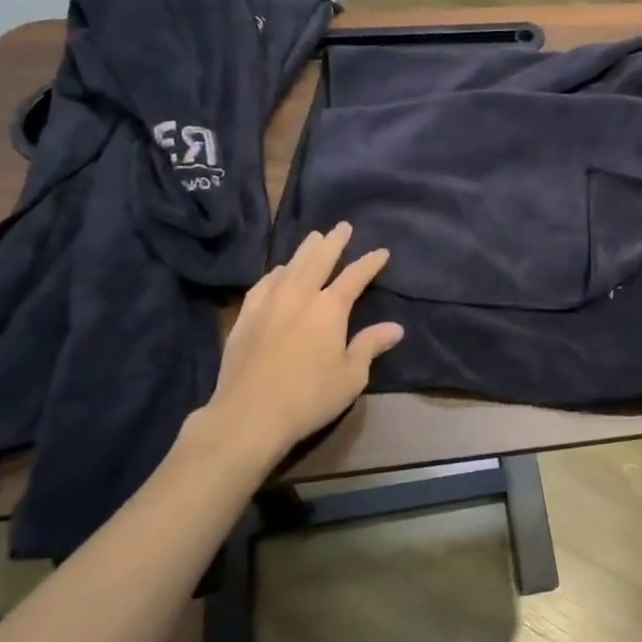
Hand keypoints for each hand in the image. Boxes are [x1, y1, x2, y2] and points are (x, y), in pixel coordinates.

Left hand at [189, 222, 404, 465]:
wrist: (249, 415)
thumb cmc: (309, 397)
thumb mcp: (351, 376)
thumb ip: (370, 346)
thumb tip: (395, 327)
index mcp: (330, 308)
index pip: (355, 277)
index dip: (369, 263)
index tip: (381, 252)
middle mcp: (300, 296)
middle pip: (319, 260)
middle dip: (333, 242)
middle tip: (342, 226)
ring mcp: (269, 304)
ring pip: (289, 267)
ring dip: (304, 251)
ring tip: (313, 238)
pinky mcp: (245, 317)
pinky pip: (262, 285)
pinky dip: (274, 273)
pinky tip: (276, 272)